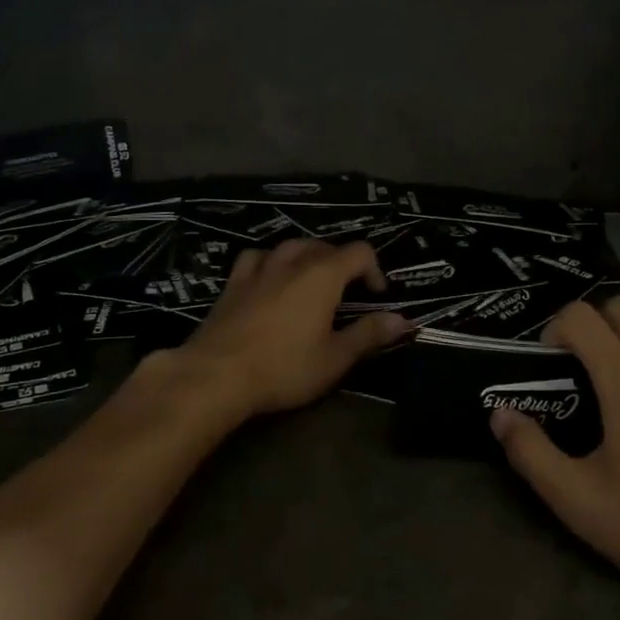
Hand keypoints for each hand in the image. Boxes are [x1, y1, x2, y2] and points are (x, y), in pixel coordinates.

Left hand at [169, 240, 411, 424]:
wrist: (217, 373)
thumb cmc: (284, 367)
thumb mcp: (335, 358)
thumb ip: (369, 335)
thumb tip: (403, 320)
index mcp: (323, 275)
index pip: (359, 252)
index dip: (374, 269)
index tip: (376, 296)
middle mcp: (292, 262)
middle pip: (324, 246)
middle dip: (342, 263)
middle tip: (347, 292)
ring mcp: (259, 269)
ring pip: (290, 246)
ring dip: (307, 256)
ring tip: (311, 278)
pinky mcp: (233, 283)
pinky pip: (256, 258)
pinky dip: (270, 261)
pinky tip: (269, 276)